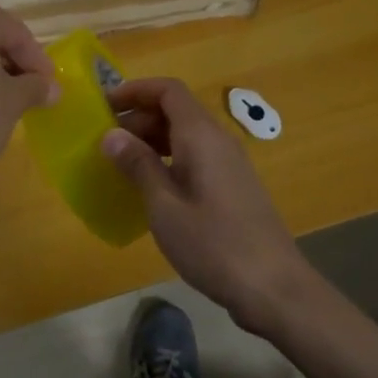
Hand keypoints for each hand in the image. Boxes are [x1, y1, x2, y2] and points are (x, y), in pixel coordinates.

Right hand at [102, 78, 317, 334]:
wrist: (274, 287)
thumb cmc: (214, 244)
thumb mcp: (165, 207)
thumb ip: (138, 166)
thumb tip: (111, 135)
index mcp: (201, 136)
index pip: (168, 90)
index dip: (136, 90)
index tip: (104, 105)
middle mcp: (218, 140)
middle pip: (176, 110)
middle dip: (139, 117)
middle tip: (105, 141)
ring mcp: (229, 163)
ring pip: (185, 134)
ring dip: (152, 139)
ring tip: (121, 163)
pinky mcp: (232, 186)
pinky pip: (195, 156)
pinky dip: (168, 159)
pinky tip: (151, 188)